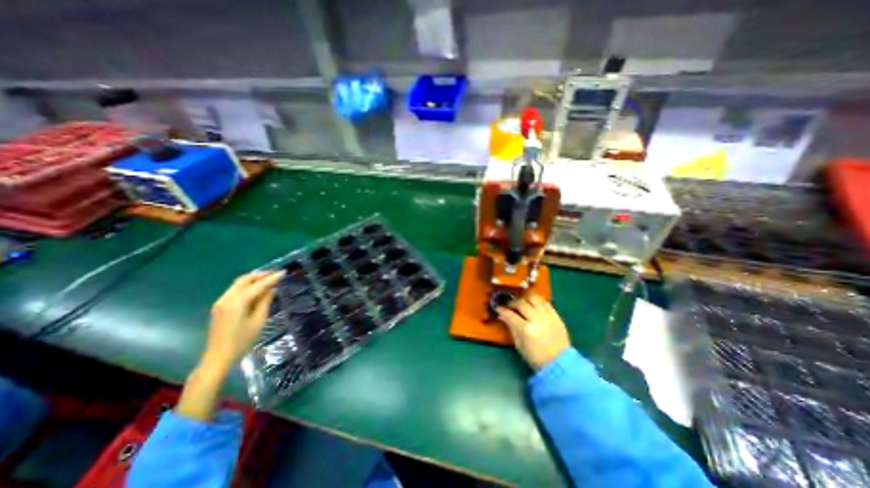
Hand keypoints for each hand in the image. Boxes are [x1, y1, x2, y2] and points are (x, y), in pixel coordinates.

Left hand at [200, 271, 284, 372]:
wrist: (218, 358)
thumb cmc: (242, 341)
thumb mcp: (258, 321)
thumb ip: (265, 302)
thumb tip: (272, 289)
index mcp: (237, 302)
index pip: (257, 285)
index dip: (272, 278)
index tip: (284, 272)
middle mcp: (226, 299)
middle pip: (244, 280)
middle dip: (260, 275)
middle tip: (275, 274)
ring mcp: (220, 302)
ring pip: (238, 284)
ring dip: (253, 280)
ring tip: (268, 279)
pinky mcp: (219, 307)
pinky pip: (235, 290)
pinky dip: (247, 286)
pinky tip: (256, 290)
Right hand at [496, 294, 572, 368]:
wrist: (559, 363)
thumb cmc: (536, 357)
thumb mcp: (519, 345)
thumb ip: (511, 328)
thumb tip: (502, 316)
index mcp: (526, 329)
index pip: (510, 314)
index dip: (501, 309)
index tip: (497, 307)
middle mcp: (536, 319)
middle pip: (521, 303)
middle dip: (512, 302)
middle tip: (509, 305)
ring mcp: (547, 316)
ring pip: (534, 298)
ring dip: (525, 298)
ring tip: (521, 302)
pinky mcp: (556, 315)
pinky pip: (545, 302)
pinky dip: (537, 301)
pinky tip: (533, 304)